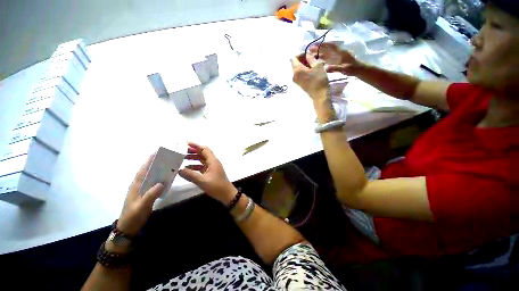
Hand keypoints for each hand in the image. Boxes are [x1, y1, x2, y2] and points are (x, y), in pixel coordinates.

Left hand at [117, 155, 164, 235]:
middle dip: (154, 163)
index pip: (142, 171)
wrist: (129, 228)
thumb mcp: (141, 206)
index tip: (155, 153)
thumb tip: (161, 183)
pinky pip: (154, 183)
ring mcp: (142, 190)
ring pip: (151, 177)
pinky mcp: (146, 194)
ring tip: (168, 164)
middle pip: (147, 171)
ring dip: (158, 170)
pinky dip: (160, 178)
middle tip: (166, 156)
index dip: (148, 161)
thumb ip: (151, 195)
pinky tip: (166, 177)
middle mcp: (138, 185)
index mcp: (135, 186)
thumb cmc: (133, 216)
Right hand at [179, 142, 236, 204]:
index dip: (196, 146)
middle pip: (203, 154)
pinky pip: (202, 167)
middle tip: (182, 151)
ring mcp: (213, 167)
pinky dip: (195, 166)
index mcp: (213, 161)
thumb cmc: (216, 186)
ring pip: (202, 160)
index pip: (204, 149)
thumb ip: (190, 175)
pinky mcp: (211, 173)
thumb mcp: (202, 181)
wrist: (227, 194)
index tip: (186, 144)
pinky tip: (187, 169)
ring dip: (194, 159)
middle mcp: (213, 162)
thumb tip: (179, 170)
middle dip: (193, 151)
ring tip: (182, 159)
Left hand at [292, 53, 330, 100]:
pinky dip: (306, 70)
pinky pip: (300, 74)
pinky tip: (314, 70)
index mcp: (296, 69)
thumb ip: (310, 58)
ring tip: (317, 64)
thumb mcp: (317, 65)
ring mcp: (296, 80)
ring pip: (299, 69)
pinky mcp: (299, 84)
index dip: (301, 54)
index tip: (309, 54)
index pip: (294, 58)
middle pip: (296, 63)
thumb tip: (307, 54)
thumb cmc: (319, 79)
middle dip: (305, 59)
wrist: (319, 95)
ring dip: (307, 65)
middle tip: (315, 58)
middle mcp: (294, 75)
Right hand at [309, 43, 362, 75]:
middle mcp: (338, 53)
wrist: (359, 70)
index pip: (331, 46)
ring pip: (327, 53)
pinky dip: (323, 58)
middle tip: (310, 49)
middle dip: (319, 48)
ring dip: (320, 53)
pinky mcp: (337, 60)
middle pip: (327, 49)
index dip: (323, 45)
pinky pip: (329, 58)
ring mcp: (338, 56)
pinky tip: (318, 60)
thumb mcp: (344, 69)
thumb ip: (335, 68)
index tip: (315, 45)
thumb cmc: (353, 69)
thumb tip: (325, 68)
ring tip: (312, 54)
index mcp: (341, 52)